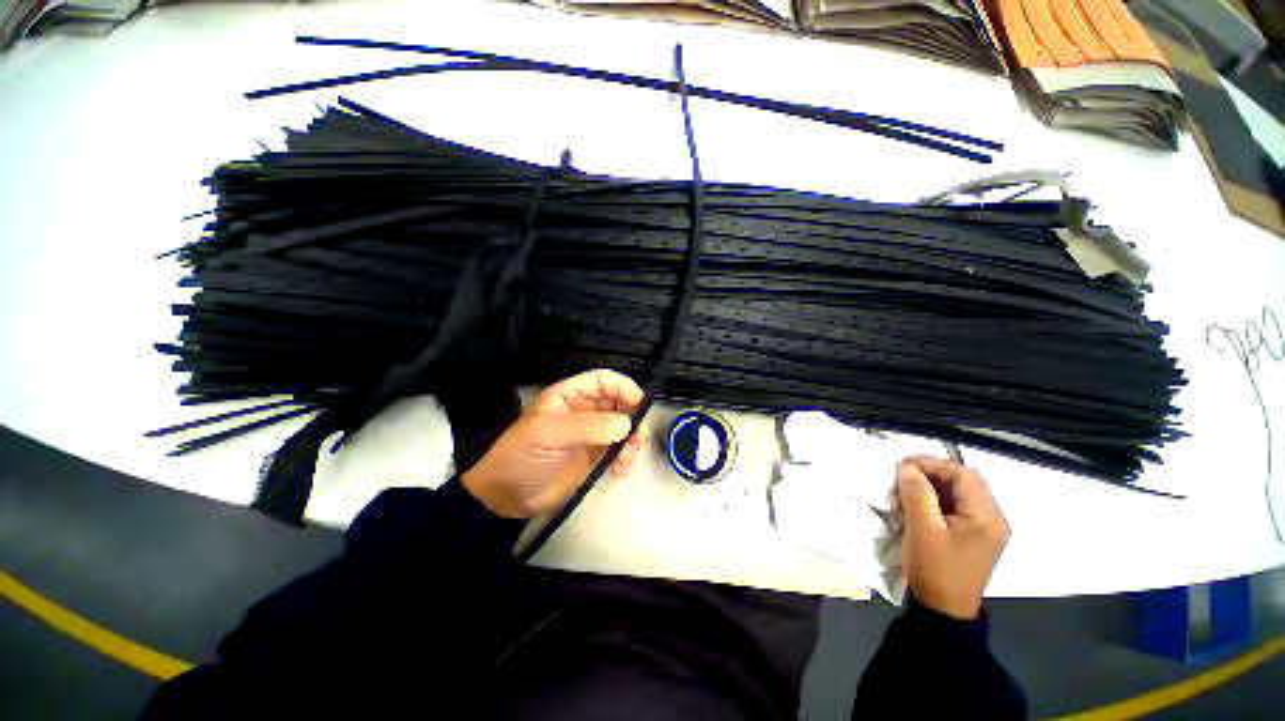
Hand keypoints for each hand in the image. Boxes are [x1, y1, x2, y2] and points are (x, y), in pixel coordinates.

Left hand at [462, 370, 647, 518]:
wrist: (507, 498)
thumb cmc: (521, 457)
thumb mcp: (547, 435)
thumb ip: (586, 426)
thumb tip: (625, 424)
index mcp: (571, 395)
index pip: (605, 381)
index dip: (625, 389)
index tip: (640, 407)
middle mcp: (585, 408)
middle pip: (621, 402)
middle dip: (634, 418)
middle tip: (636, 440)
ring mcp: (594, 431)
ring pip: (626, 425)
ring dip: (633, 440)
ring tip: (626, 460)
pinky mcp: (597, 453)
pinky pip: (622, 447)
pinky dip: (627, 456)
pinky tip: (620, 470)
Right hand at [896, 455, 1009, 619]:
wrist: (943, 611)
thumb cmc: (935, 569)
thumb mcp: (922, 529)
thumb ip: (917, 494)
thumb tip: (907, 467)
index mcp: (987, 517)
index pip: (964, 475)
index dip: (933, 464)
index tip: (903, 465)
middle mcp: (993, 519)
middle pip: (964, 482)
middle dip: (931, 473)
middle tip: (902, 476)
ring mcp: (986, 528)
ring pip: (959, 493)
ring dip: (932, 486)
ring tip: (906, 489)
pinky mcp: (974, 536)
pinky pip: (956, 506)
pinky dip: (936, 500)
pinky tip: (917, 504)